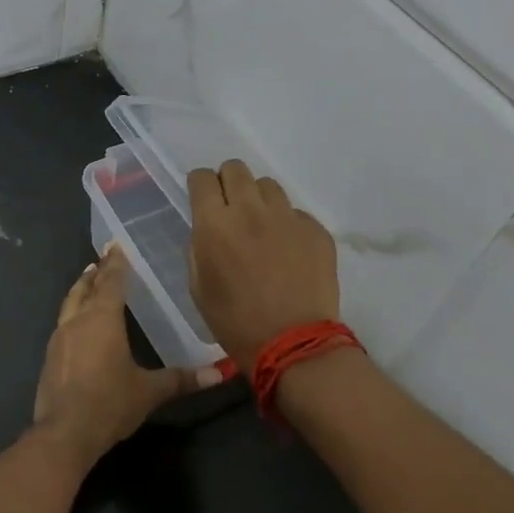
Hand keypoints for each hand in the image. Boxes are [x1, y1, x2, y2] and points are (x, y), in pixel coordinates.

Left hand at [32, 244, 221, 466]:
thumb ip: (181, 379)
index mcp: (102, 319)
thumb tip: (219, 372)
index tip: (116, 244)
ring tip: (88, 281)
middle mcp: (78, 320)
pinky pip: (63, 323)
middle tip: (103, 258)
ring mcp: (59, 338)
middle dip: (96, 272)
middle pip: (86, 287)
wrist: (63, 433)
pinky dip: (73, 312)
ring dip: (81, 289)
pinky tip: (78, 323)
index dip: (115, 262)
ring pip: (70, 303)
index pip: (110, 281)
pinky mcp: (50, 357)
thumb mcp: (149, 391)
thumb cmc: (109, 403)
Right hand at [188, 159, 339, 375]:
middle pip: (236, 169)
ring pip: (268, 186)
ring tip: (261, 226)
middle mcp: (250, 209)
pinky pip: (295, 212)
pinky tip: (287, 249)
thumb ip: (198, 249)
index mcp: (215, 224)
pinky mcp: (315, 230)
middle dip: (228, 182)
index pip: (202, 178)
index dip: (199, 185)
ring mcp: (287, 217)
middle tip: (231, 208)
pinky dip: (287, 223)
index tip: (203, 198)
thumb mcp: (198, 287)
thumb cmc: (235, 322)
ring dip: (259, 200)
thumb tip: (206, 230)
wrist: (295, 344)